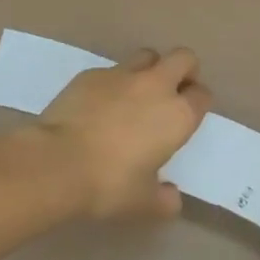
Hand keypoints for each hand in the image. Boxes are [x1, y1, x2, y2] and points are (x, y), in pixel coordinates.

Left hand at [40, 48, 209, 219]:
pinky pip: (111, 71)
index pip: (202, 95)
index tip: (188, 116)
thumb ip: (164, 199)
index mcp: (177, 115)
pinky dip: (112, 84)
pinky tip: (98, 106)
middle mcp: (155, 86)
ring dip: (149, 70)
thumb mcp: (143, 203)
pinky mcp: (91, 73)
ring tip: (136, 95)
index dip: (197, 102)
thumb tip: (171, 197)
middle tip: (172, 92)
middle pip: (183, 58)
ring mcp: (121, 74)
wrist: (57, 162)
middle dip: (183, 70)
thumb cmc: (109, 185)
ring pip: (147, 56)